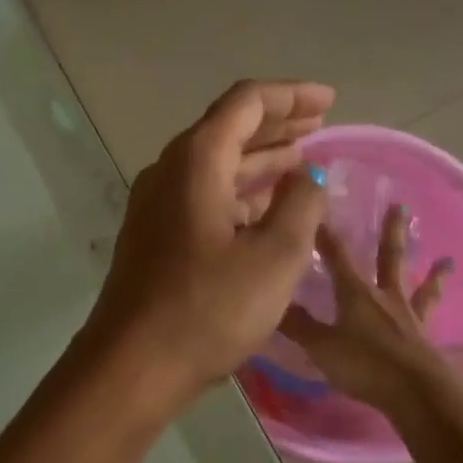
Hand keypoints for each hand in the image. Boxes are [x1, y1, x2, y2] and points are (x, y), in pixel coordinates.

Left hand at [86, 80, 333, 406]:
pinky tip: (266, 209)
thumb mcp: (274, 256)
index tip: (329, 102)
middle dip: (278, 126)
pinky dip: (240, 195)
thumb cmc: (208, 308)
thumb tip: (309, 176)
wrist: (133, 366)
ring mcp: (157, 207)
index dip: (291, 96)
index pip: (246, 103)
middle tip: (321, 126)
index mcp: (196, 161)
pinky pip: (204, 199)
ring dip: (260, 162)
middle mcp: (170, 173)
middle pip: (228, 131)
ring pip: (216, 167)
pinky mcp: (155, 239)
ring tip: (302, 163)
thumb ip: (302, 206)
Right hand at [279, 204, 457, 415]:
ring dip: (434, 274)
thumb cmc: (364, 364)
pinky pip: (434, 322)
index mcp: (356, 293)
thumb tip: (272, 303)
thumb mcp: (322, 346)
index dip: (326, 235)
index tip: (320, 210)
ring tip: (448, 260)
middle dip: (391, 232)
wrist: (416, 391)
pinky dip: (443, 321)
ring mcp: (410, 318)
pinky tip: (458, 327)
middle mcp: (386, 297)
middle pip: (389, 258)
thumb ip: (298, 325)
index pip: (337, 255)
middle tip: (400, 205)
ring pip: (421, 288)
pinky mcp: (426, 340)